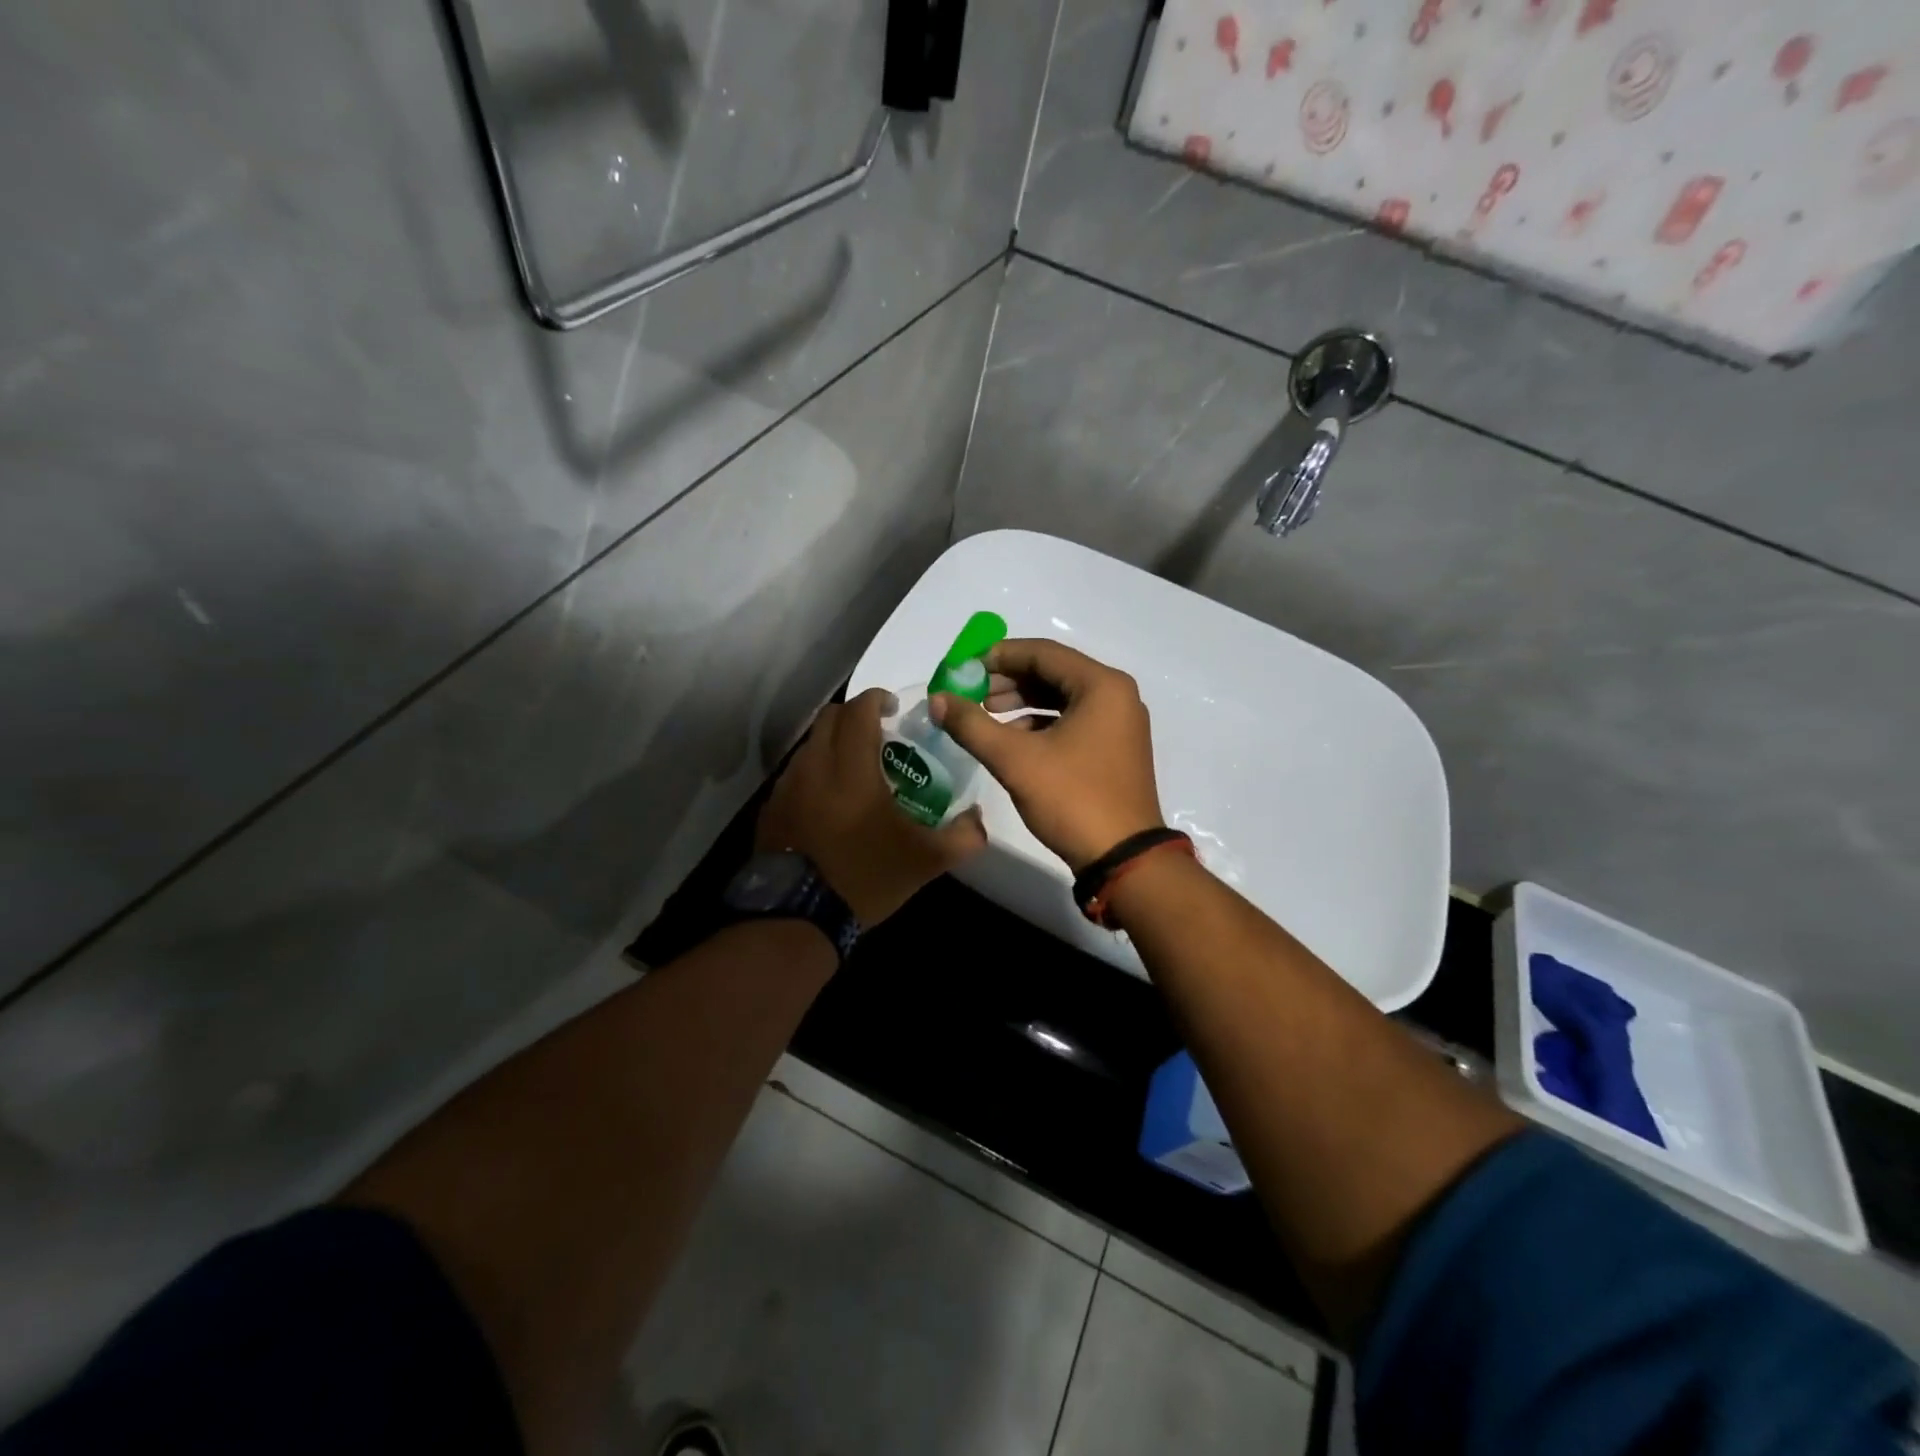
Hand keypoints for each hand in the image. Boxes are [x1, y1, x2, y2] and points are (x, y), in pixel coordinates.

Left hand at [757, 688, 987, 926]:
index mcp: (851, 768)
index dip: (877, 699)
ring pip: (809, 745)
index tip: (894, 708)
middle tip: (878, 734)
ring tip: (855, 769)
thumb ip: (961, 838)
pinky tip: (828, 801)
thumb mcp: (924, 862)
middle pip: (829, 718)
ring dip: (833, 744)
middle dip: (854, 716)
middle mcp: (814, 766)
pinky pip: (795, 773)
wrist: (798, 918)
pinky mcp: (771, 808)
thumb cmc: (865, 878)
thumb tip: (978, 820)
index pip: (858, 710)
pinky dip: (814, 772)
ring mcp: (787, 787)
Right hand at [930, 639, 1164, 871]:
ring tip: (984, 716)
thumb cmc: (1072, 799)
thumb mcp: (1015, 760)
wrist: (1123, 859)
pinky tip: (1011, 741)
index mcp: (1101, 685)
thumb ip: (972, 725)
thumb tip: (936, 699)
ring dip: (1021, 704)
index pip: (1042, 653)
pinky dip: (1040, 725)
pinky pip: (1072, 722)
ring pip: (1061, 699)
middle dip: (1007, 681)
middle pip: (1053, 673)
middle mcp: (1116, 696)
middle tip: (970, 695)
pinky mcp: (1114, 749)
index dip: (997, 657)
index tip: (962, 668)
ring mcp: (1119, 724)